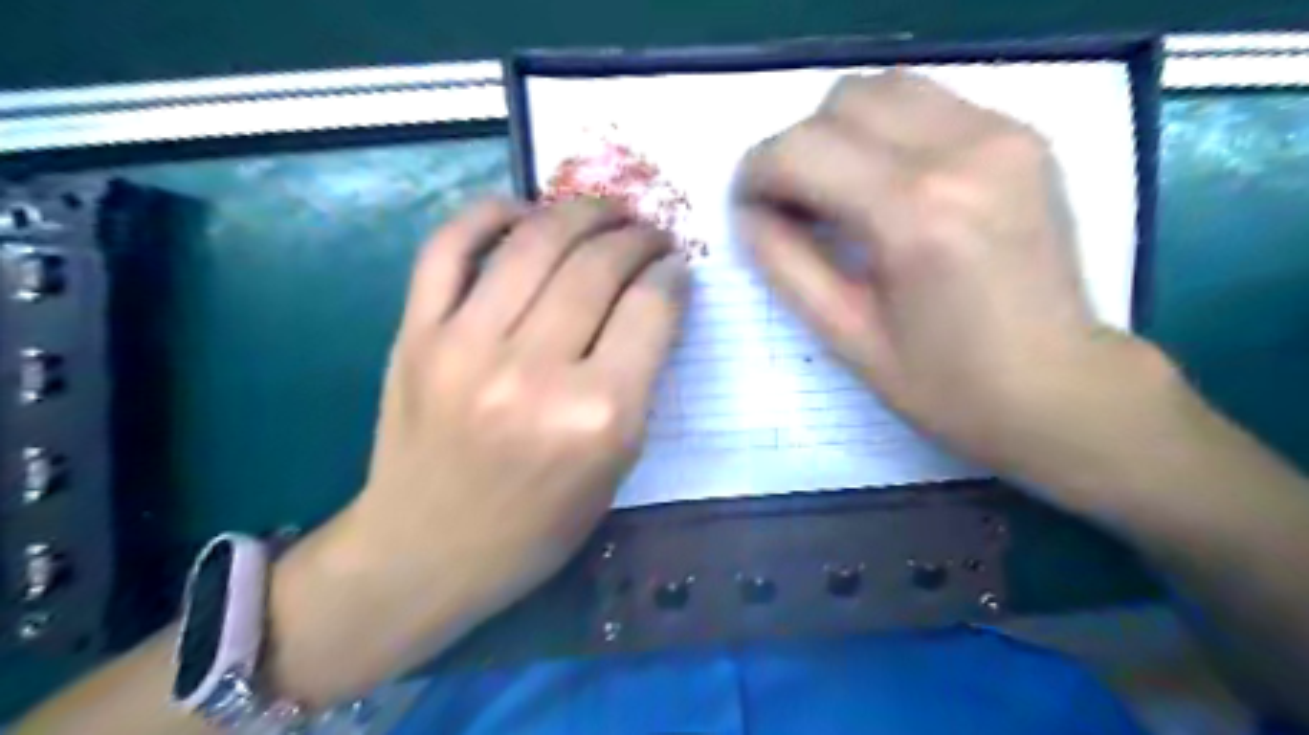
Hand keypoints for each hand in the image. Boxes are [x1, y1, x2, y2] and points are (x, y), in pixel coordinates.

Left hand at [270, 198, 689, 701]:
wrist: (425, 551)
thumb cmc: (537, 526)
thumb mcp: (616, 467)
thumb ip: (639, 382)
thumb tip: (652, 302)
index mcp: (596, 417)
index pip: (650, 309)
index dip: (673, 276)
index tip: (676, 267)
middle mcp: (533, 372)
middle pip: (598, 264)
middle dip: (637, 236)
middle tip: (649, 233)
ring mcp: (465, 345)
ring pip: (535, 241)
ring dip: (582, 212)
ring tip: (605, 212)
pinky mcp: (415, 334)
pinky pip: (449, 246)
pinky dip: (489, 214)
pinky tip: (522, 211)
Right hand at [734, 75, 1176, 509]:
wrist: (1061, 387)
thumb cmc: (946, 383)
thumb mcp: (847, 337)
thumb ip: (786, 264)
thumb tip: (748, 211)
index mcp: (913, 215)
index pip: (801, 150)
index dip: (756, 172)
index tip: (749, 205)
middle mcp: (963, 152)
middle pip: (840, 102)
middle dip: (798, 149)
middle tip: (795, 205)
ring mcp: (1002, 134)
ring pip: (884, 87)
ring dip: (841, 132)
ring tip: (840, 191)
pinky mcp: (1022, 136)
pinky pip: (928, 103)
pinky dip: (887, 132)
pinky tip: (890, 185)